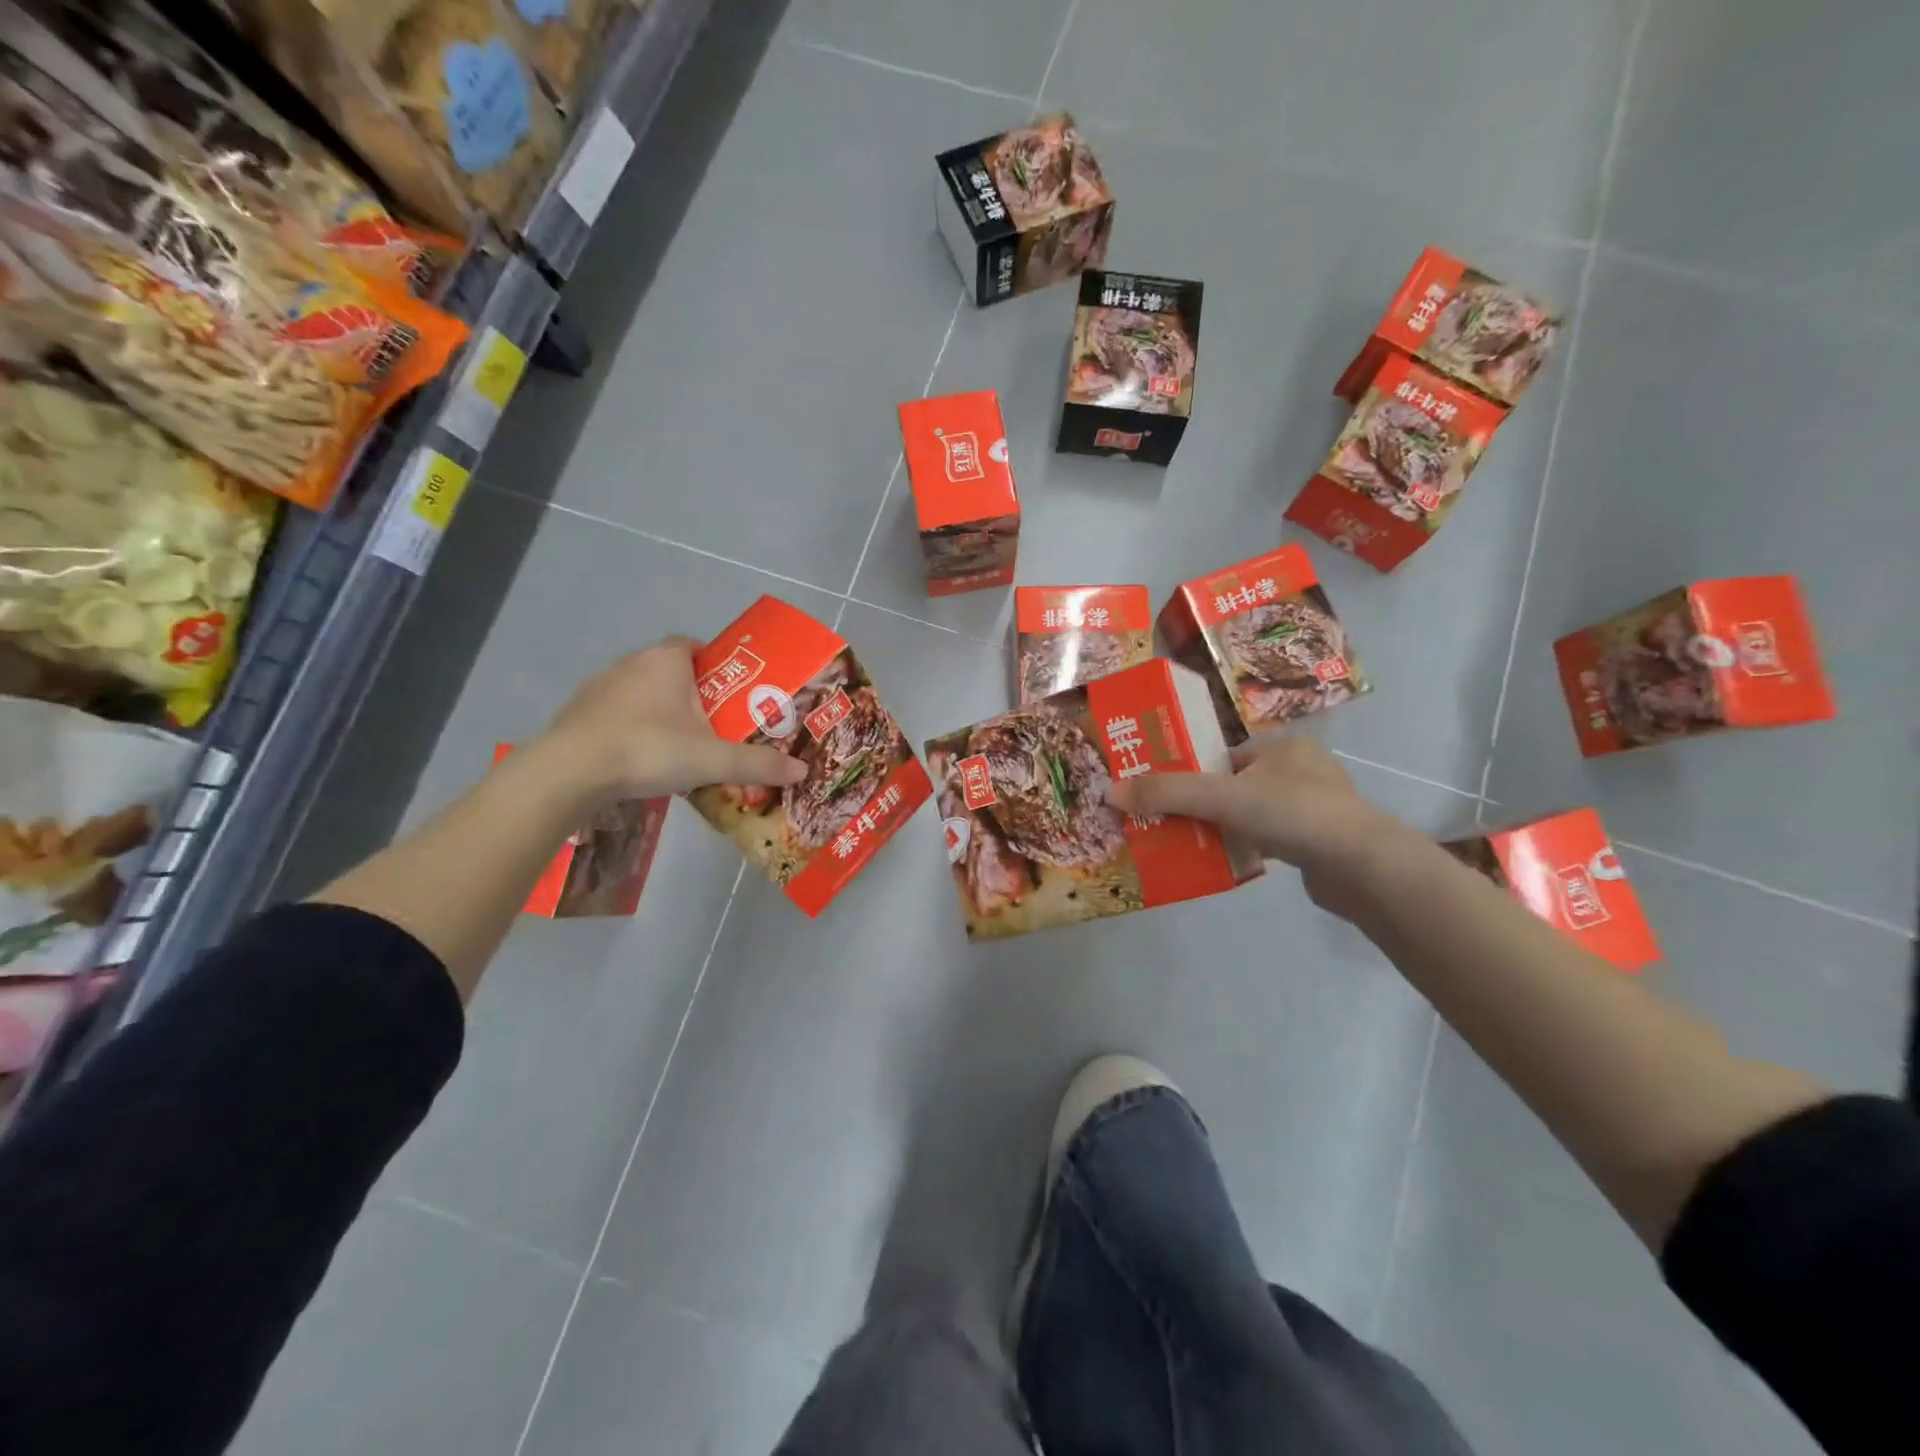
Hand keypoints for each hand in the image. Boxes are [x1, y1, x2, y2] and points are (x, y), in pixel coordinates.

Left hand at [535, 638, 808, 803]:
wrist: (569, 772)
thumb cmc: (648, 750)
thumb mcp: (712, 760)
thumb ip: (758, 764)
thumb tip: (802, 771)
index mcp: (666, 661)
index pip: (694, 645)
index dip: (714, 662)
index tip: (730, 689)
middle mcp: (631, 663)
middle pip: (670, 669)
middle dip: (692, 692)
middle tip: (714, 723)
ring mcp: (599, 687)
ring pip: (640, 692)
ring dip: (659, 710)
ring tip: (679, 744)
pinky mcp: (578, 713)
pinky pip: (615, 713)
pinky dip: (631, 728)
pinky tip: (640, 758)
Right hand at [1107, 735, 1402, 913]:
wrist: (1362, 867)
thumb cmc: (1293, 813)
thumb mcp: (1222, 797)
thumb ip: (1167, 792)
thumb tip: (1108, 792)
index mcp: (1281, 746)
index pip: (1222, 756)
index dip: (1189, 773)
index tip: (1160, 795)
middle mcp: (1299, 770)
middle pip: (1232, 786)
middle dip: (1201, 805)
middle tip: (1167, 823)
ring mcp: (1311, 807)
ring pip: (1249, 814)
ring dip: (1221, 828)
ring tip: (1189, 845)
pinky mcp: (1316, 842)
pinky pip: (1267, 838)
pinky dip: (1245, 846)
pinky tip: (1226, 861)